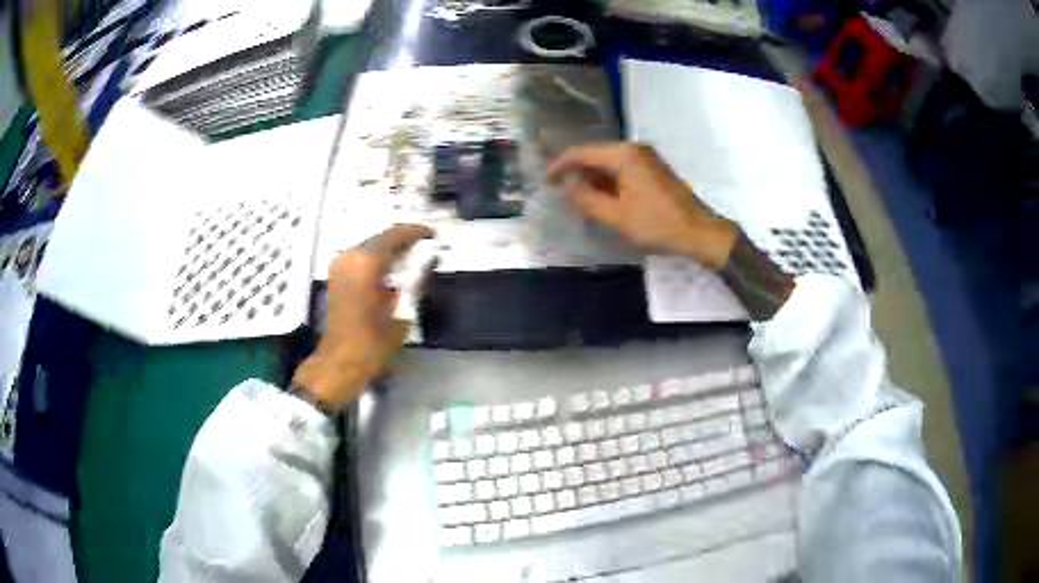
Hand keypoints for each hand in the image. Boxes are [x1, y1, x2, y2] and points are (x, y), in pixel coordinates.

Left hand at [292, 224, 433, 408]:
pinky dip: (377, 260)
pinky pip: (361, 258)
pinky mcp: (336, 276)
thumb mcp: (403, 311)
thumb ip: (414, 282)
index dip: (416, 232)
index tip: (432, 235)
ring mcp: (340, 265)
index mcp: (366, 262)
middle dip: (403, 240)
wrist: (341, 361)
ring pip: (370, 246)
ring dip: (389, 249)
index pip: (395, 234)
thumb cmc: (373, 340)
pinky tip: (392, 271)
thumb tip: (424, 263)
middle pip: (380, 237)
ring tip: (411, 258)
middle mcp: (350, 257)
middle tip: (424, 246)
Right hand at [548, 142, 737, 268]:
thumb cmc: (657, 224)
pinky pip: (623, 169)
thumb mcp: (616, 216)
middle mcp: (634, 149)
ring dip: (593, 178)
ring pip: (609, 163)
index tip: (545, 181)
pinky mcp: (653, 169)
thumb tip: (568, 187)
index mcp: (623, 155)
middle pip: (596, 155)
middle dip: (577, 172)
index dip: (560, 165)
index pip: (582, 152)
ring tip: (577, 198)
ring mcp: (646, 158)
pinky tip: (602, 198)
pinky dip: (608, 182)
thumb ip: (587, 199)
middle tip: (560, 191)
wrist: (699, 232)